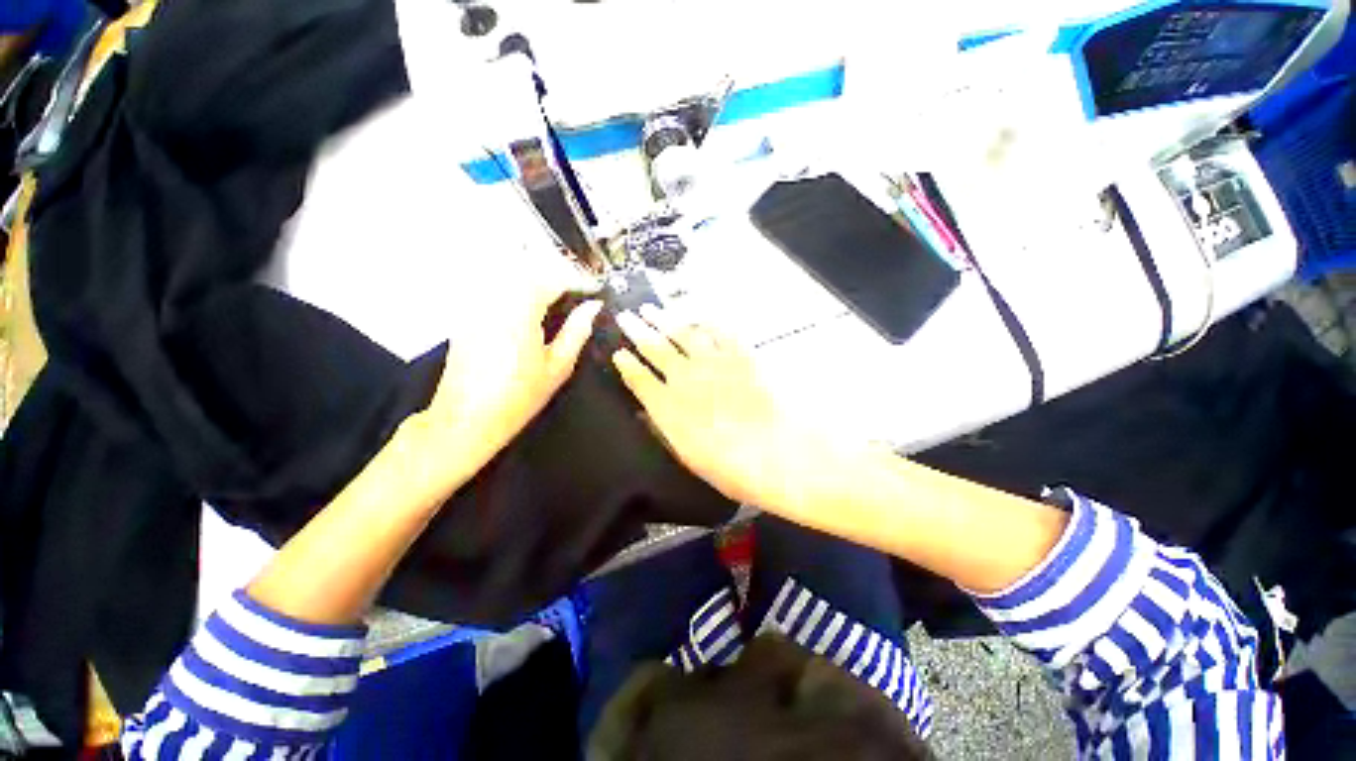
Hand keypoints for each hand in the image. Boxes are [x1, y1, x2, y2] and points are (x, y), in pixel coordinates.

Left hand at [395, 253, 602, 499]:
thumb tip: (593, 306)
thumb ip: (577, 331)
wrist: (466, 419)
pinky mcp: (466, 312)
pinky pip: (494, 286)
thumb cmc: (518, 397)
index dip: (579, 281)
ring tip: (558, 296)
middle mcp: (495, 297)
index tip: (597, 290)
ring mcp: (476, 303)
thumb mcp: (558, 366)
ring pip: (510, 272)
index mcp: (521, 310)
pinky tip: (529, 306)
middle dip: (558, 273)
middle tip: (580, 291)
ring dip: (537, 277)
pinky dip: (516, 287)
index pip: (554, 278)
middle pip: (530, 267)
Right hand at [611, 306, 844, 514]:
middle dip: (636, 330)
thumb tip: (645, 412)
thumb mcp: (685, 455)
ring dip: (663, 318)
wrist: (773, 451)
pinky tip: (695, 315)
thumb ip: (662, 429)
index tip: (618, 352)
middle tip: (624, 316)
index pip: (638, 377)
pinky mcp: (739, 355)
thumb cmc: (727, 465)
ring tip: (650, 308)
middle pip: (654, 347)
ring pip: (681, 333)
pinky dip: (704, 321)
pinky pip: (718, 331)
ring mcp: (712, 362)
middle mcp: (684, 377)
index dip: (625, 363)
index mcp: (667, 405)